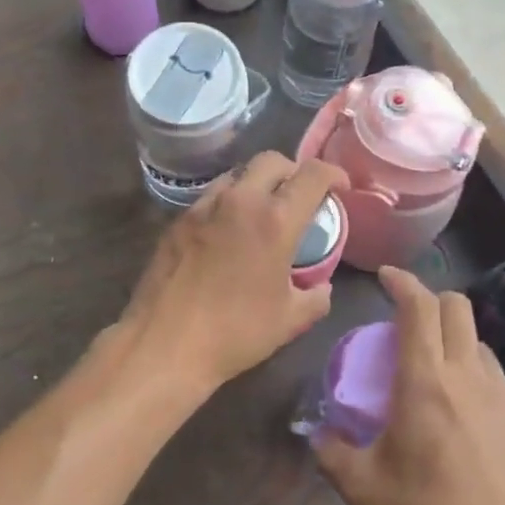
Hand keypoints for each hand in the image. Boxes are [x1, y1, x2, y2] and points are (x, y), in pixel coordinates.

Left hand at [113, 152, 349, 396]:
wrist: (164, 344)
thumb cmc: (235, 332)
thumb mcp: (289, 320)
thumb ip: (316, 298)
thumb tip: (322, 287)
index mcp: (275, 221)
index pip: (312, 174)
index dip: (333, 174)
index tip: (340, 189)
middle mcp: (239, 201)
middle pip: (272, 160)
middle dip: (292, 171)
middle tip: (299, 196)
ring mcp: (203, 207)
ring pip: (237, 175)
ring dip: (257, 184)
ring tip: (262, 213)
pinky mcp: (177, 221)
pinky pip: (210, 198)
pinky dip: (228, 204)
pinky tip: (227, 234)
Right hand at [315, 267, 504, 504]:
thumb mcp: (364, 490)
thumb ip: (332, 451)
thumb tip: (315, 432)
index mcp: (426, 382)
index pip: (418, 306)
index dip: (401, 282)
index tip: (385, 278)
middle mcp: (470, 377)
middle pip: (458, 308)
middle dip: (430, 300)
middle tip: (406, 321)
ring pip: (480, 345)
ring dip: (455, 341)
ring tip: (435, 371)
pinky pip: (499, 384)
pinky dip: (476, 382)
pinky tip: (465, 420)